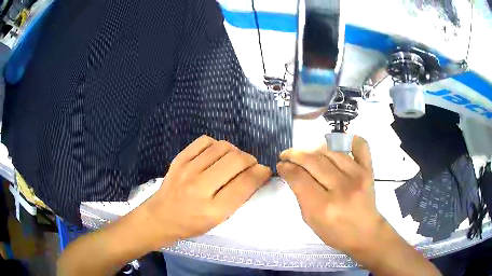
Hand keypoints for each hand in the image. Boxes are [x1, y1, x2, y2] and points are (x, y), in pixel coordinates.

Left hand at [143, 135, 271, 246]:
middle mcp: (200, 187)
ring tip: (233, 161)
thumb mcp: (218, 221)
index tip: (264, 171)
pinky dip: (216, 145)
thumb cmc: (192, 225)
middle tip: (250, 166)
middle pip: (236, 160)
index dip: (261, 173)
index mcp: (214, 209)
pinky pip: (205, 141)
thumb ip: (237, 199)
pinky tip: (215, 155)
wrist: (160, 217)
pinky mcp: (178, 159)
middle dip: (250, 160)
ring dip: (235, 151)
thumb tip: (255, 175)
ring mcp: (187, 170)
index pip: (246, 183)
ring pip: (222, 147)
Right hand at [277, 136, 382, 252]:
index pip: (299, 177)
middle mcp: (341, 188)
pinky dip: (347, 139)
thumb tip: (291, 172)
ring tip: (307, 154)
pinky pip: (359, 145)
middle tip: (287, 156)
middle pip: (312, 160)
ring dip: (313, 148)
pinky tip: (336, 144)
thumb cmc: (335, 232)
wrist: (365, 232)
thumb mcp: (310, 220)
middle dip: (294, 155)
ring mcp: (357, 175)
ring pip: (330, 150)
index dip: (286, 167)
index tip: (281, 165)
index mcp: (323, 206)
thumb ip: (300, 195)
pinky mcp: (369, 169)